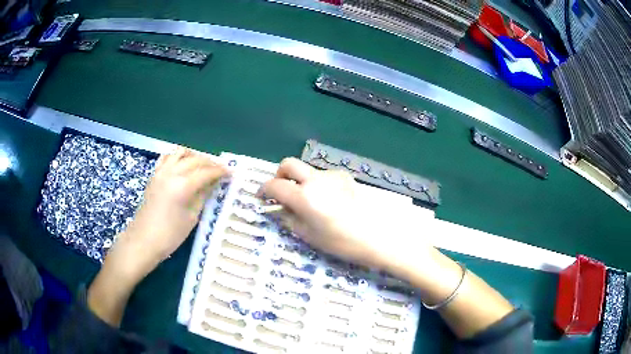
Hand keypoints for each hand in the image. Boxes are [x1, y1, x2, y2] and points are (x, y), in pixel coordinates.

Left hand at [111, 147, 228, 280]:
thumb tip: (212, 183)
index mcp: (183, 186)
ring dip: (194, 156)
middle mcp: (172, 173)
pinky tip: (183, 165)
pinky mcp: (154, 175)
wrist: (144, 239)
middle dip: (210, 163)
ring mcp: (161, 172)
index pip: (206, 172)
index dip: (221, 172)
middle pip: (195, 160)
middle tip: (221, 170)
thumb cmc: (170, 235)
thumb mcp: (191, 217)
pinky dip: (178, 157)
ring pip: (180, 153)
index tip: (231, 173)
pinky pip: (167, 157)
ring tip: (202, 165)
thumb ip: (202, 196)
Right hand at [258, 158, 431, 270]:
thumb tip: (278, 209)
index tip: (261, 197)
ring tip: (308, 201)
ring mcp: (331, 175)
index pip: (274, 185)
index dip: (263, 189)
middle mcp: (315, 179)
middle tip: (281, 190)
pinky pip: (323, 175)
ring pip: (307, 170)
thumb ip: (289, 218)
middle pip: (289, 164)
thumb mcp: (308, 235)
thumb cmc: (340, 242)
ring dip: (300, 180)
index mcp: (303, 197)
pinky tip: (327, 200)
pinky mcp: (344, 176)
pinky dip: (317, 183)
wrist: (375, 236)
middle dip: (279, 174)